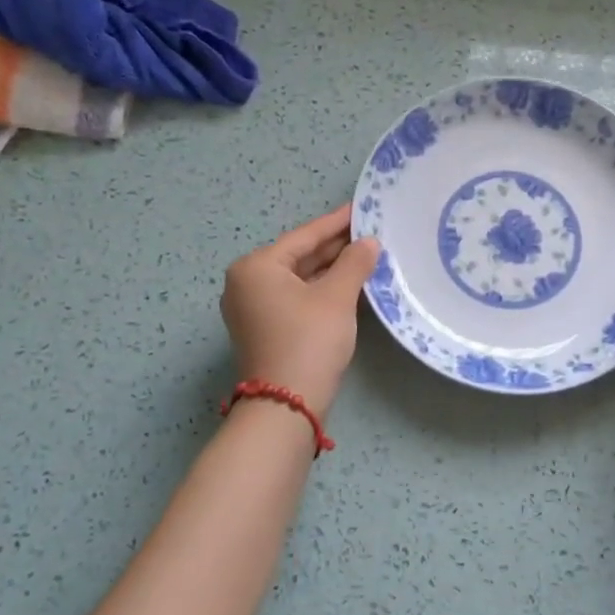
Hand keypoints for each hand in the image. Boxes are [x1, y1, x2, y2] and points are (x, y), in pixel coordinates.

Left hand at [221, 206, 380, 417]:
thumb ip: (354, 263)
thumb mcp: (337, 297)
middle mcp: (246, 282)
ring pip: (297, 278)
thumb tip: (369, 242)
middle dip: (334, 247)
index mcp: (256, 267)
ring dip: (329, 269)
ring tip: (365, 254)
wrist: (285, 406)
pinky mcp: (262, 329)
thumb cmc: (309, 340)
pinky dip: (319, 289)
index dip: (336, 222)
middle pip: (298, 256)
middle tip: (369, 232)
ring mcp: (251, 308)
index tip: (360, 208)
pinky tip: (347, 283)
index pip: (304, 236)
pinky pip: (294, 297)